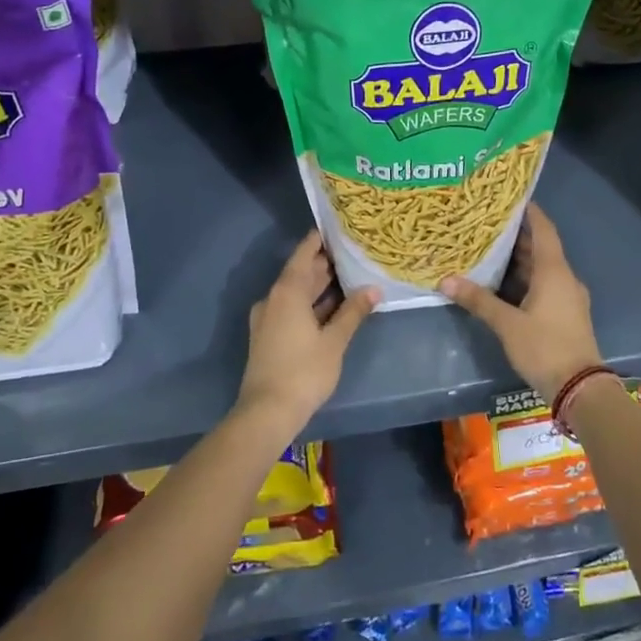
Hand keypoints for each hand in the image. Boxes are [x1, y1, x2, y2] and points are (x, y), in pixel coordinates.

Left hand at [238, 230, 378, 434]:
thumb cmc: (304, 371)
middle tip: (353, 251)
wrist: (267, 412)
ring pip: (297, 293)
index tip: (338, 228)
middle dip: (325, 263)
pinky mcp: (270, 336)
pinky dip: (312, 303)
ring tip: (350, 275)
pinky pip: (293, 309)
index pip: (304, 254)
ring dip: (320, 285)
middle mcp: (274, 299)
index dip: (319, 240)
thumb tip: (374, 288)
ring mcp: (269, 318)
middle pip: (300, 273)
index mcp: (287, 292)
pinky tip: (334, 307)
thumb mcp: (334, 341)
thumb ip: (353, 312)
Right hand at [441, 204, 602, 401]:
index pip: (543, 229)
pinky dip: (524, 280)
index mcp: (554, 271)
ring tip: (488, 249)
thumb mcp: (507, 324)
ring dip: (519, 260)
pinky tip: (502, 283)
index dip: (529, 212)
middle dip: (516, 237)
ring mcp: (567, 297)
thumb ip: (479, 300)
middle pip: (540, 248)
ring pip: (541, 270)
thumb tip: (447, 280)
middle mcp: (564, 278)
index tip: (510, 198)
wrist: (579, 388)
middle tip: (487, 224)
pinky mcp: (565, 314)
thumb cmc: (545, 347)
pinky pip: (544, 286)